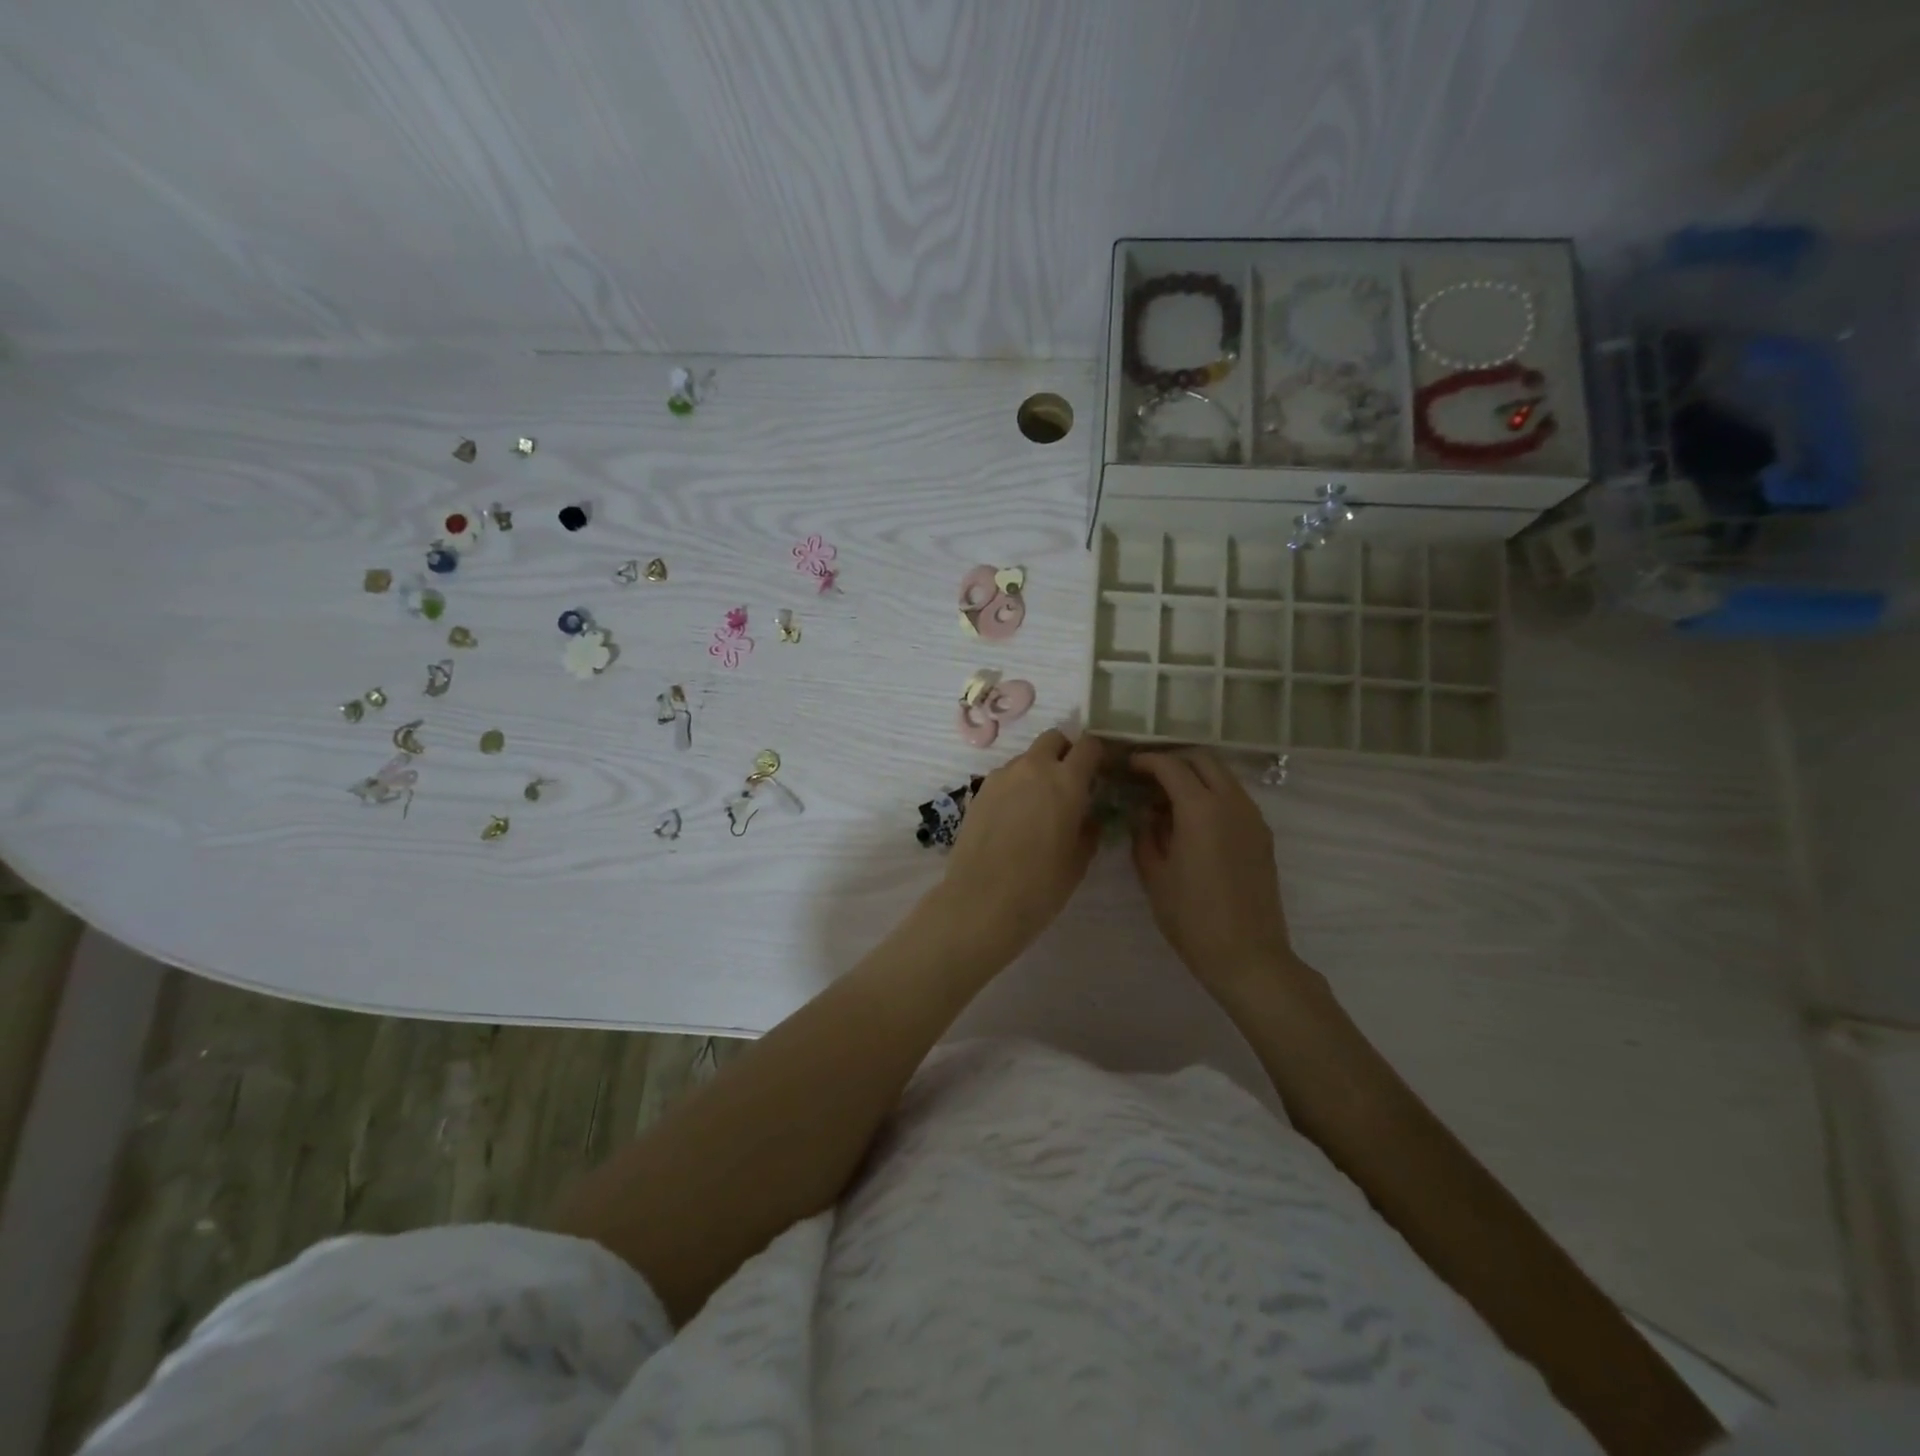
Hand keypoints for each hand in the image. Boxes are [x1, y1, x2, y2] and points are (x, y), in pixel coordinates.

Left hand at [934, 729, 1101, 958]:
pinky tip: (1015, 817)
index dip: (1098, 755)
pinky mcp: (979, 791)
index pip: (1088, 746)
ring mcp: (1002, 777)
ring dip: (1039, 770)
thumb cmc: (1041, 885)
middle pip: (1053, 739)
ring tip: (1040, 804)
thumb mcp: (1079, 860)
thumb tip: (1088, 815)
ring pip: (1027, 758)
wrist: (982, 901)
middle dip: (1066, 752)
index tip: (1102, 771)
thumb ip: (1089, 828)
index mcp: (1066, 781)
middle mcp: (1033, 768)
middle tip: (1071, 781)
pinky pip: (1005, 777)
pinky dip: (1016, 786)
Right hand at [1130, 750, 1297, 993]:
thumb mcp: (1154, 875)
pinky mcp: (1262, 835)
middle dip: (1174, 761)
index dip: (1146, 761)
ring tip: (1168, 800)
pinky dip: (1212, 795)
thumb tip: (1144, 813)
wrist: (1247, 955)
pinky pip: (1235, 798)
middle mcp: (1231, 803)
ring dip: (1195, 777)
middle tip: (1148, 777)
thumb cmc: (1192, 917)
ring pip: (1223, 777)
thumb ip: (1144, 834)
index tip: (1128, 766)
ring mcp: (1252, 818)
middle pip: (1203, 760)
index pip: (1171, 766)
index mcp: (1200, 809)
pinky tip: (1193, 821)